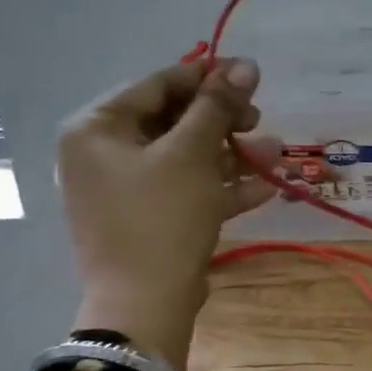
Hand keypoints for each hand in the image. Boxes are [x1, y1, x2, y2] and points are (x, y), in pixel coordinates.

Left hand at [57, 57, 279, 370]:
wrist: (145, 306)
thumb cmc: (161, 217)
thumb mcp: (192, 154)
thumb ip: (218, 106)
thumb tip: (246, 64)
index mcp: (96, 129)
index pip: (157, 85)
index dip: (207, 77)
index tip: (251, 75)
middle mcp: (103, 154)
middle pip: (173, 121)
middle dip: (224, 121)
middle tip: (259, 120)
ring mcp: (124, 190)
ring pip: (185, 157)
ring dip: (231, 154)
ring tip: (274, 154)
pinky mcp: (147, 218)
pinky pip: (185, 189)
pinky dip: (220, 186)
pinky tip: (264, 187)